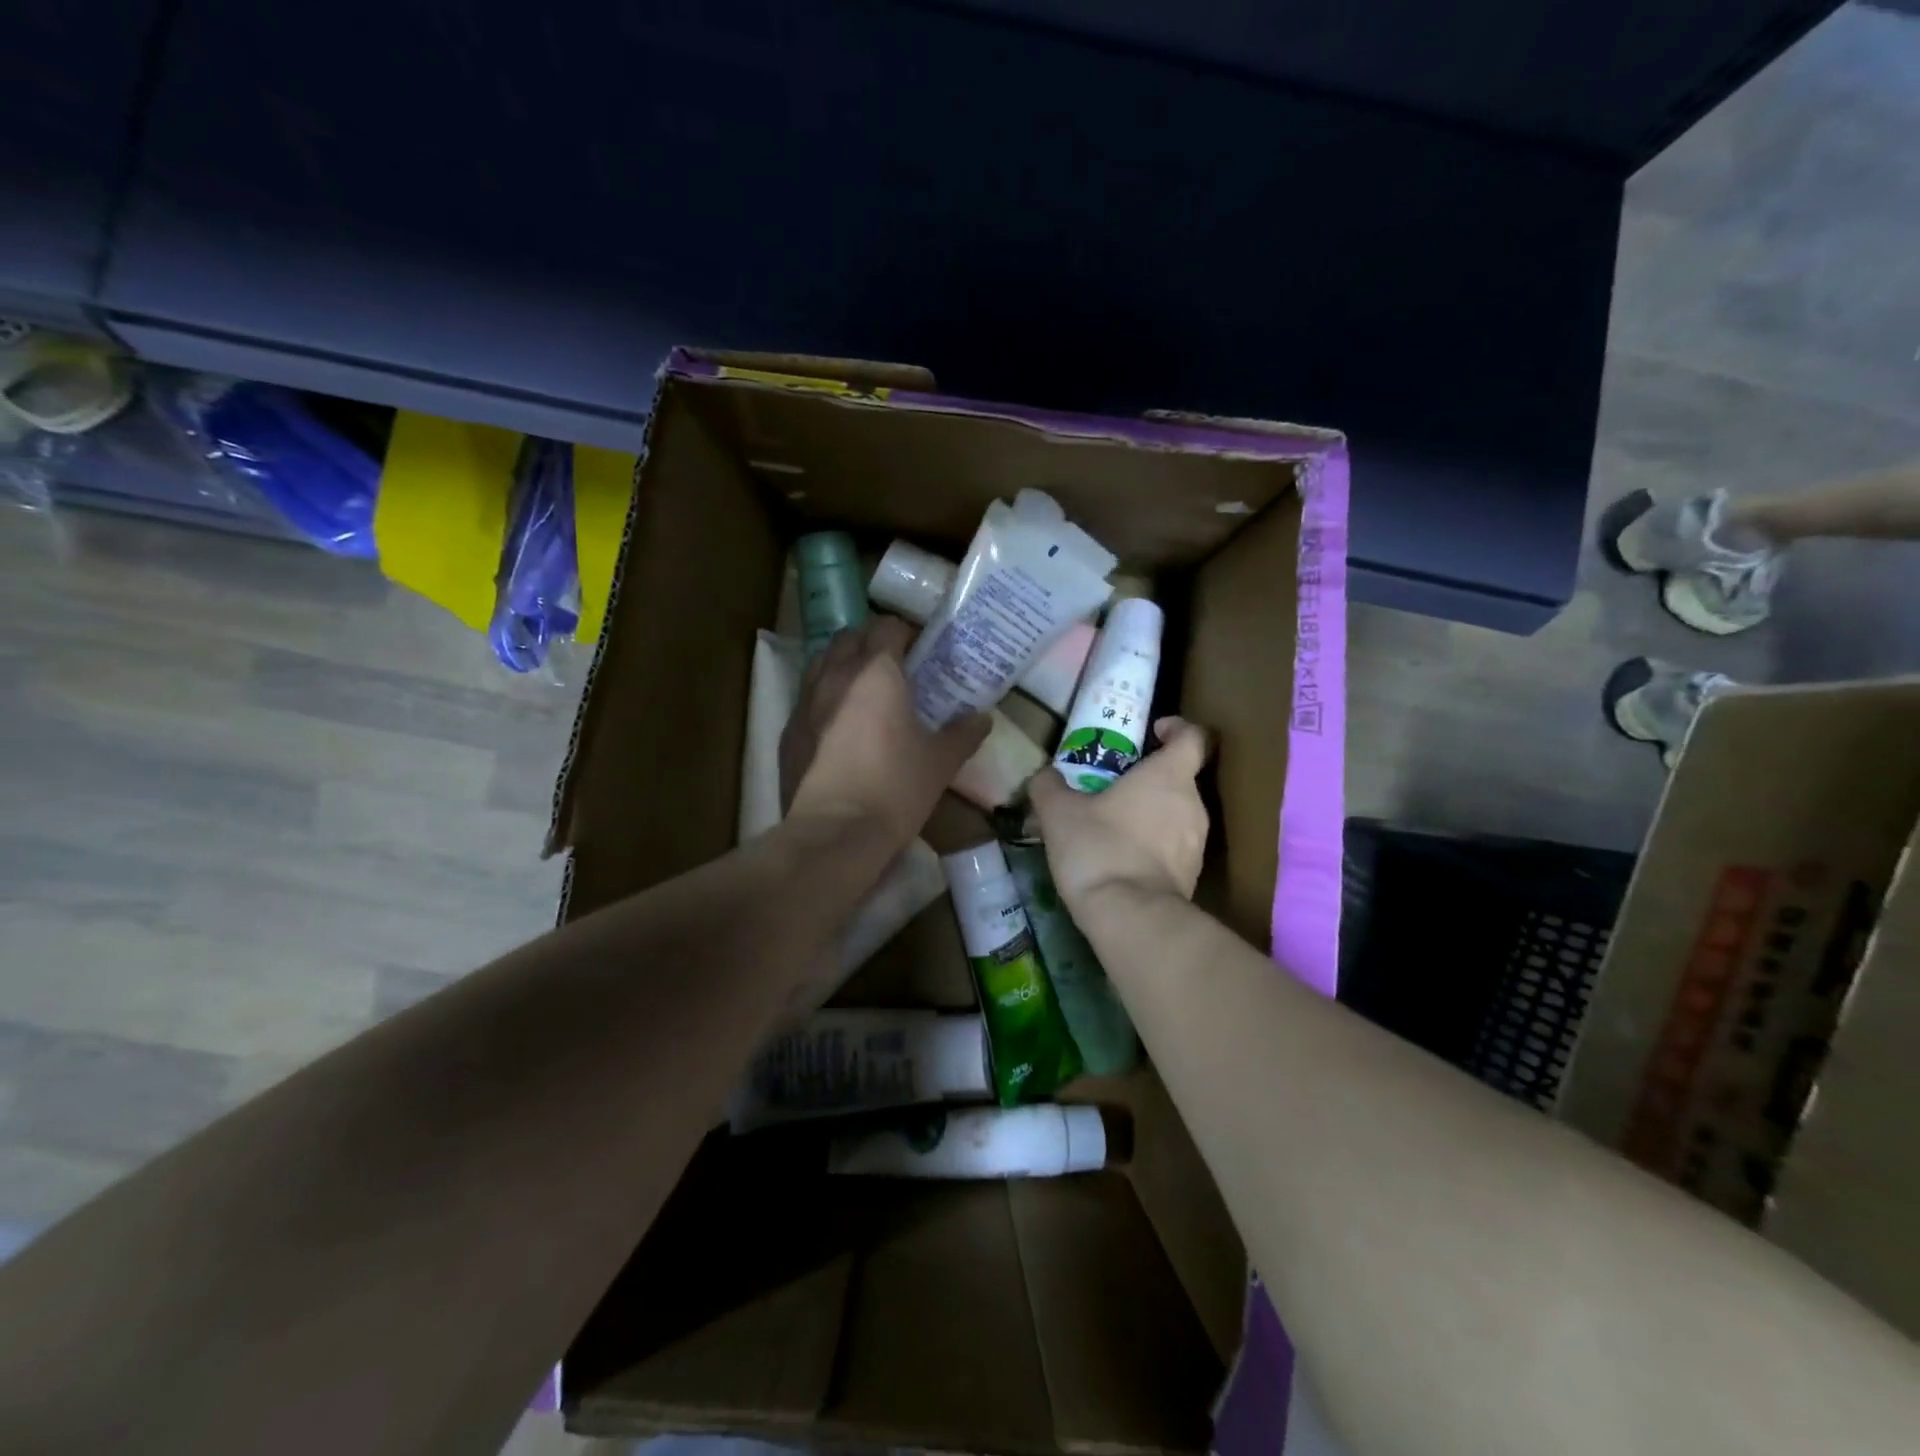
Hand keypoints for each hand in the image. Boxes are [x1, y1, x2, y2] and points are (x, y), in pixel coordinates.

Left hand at [781, 616, 989, 850]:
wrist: (835, 832)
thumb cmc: (895, 788)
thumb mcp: (940, 762)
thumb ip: (964, 734)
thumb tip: (983, 718)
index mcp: (876, 672)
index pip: (887, 626)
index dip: (905, 633)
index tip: (921, 651)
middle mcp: (836, 675)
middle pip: (849, 637)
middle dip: (870, 643)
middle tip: (893, 668)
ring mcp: (805, 701)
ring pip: (821, 662)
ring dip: (842, 665)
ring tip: (863, 691)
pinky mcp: (788, 730)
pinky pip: (806, 698)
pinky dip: (823, 698)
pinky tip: (837, 726)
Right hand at [1029, 716, 1210, 911]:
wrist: (1130, 918)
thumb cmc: (1098, 847)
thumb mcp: (1059, 813)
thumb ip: (1050, 786)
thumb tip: (1045, 775)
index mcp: (1169, 776)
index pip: (1193, 737)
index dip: (1177, 728)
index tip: (1154, 731)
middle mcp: (1193, 804)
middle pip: (1181, 777)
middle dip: (1151, 777)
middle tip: (1115, 783)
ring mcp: (1197, 843)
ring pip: (1177, 814)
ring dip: (1152, 813)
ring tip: (1113, 823)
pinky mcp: (1192, 876)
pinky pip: (1173, 847)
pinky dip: (1153, 845)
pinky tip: (1121, 857)